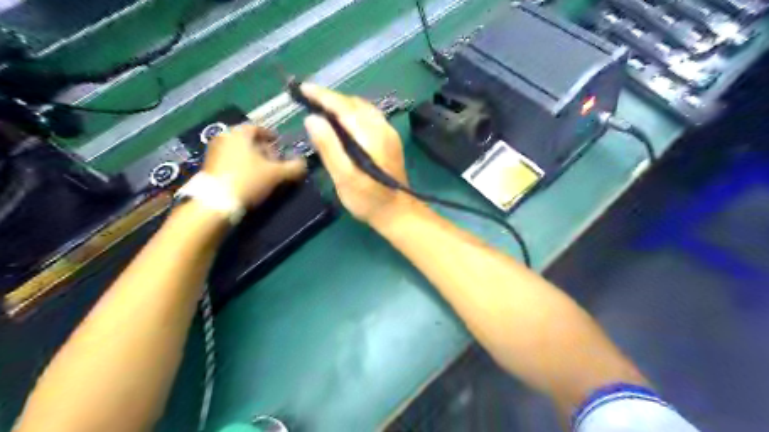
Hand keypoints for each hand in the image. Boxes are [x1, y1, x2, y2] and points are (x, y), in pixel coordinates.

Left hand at [204, 122, 305, 207]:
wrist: (216, 203)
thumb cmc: (249, 181)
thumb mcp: (277, 174)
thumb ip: (294, 167)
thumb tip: (304, 163)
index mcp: (239, 133)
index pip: (258, 128)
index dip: (272, 136)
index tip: (280, 144)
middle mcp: (224, 138)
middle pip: (248, 140)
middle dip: (263, 149)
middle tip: (275, 160)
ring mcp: (213, 152)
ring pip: (239, 151)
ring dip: (252, 159)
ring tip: (264, 172)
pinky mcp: (208, 167)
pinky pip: (230, 161)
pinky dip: (241, 166)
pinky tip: (250, 179)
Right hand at [302, 83, 414, 225]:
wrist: (398, 213)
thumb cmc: (369, 199)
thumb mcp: (344, 177)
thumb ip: (329, 147)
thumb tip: (312, 119)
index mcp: (370, 135)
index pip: (343, 106)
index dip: (322, 96)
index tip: (303, 88)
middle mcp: (382, 128)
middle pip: (354, 104)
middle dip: (331, 99)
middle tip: (309, 99)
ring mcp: (389, 133)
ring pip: (363, 109)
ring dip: (342, 105)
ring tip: (322, 108)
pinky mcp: (390, 141)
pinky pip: (369, 117)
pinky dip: (353, 114)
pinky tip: (343, 123)